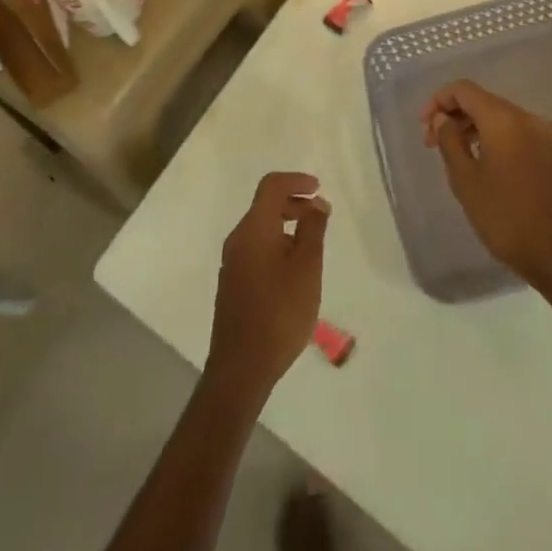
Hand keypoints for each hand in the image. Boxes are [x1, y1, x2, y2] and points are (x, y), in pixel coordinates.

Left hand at [205, 172, 329, 403]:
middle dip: (293, 203)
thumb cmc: (279, 313)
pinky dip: (276, 245)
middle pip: (265, 205)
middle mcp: (238, 239)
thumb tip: (316, 204)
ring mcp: (232, 263)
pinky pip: (256, 249)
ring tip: (311, 248)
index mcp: (254, 229)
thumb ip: (313, 230)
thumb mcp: (307, 268)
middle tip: (320, 216)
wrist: (240, 369)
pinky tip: (293, 272)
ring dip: (286, 226)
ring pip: (261, 229)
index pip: (271, 186)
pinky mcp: (232, 284)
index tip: (318, 189)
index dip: (296, 181)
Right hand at [423, 79, 551, 307]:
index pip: (464, 89)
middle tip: (432, 143)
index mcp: (504, 119)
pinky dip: (494, 139)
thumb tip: (442, 119)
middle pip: (483, 101)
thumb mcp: (466, 181)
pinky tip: (483, 163)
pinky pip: (516, 133)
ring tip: (455, 155)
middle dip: (455, 116)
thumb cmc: (506, 217)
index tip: (423, 126)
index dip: (438, 100)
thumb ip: (449, 141)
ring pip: (500, 118)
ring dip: (474, 128)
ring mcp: (544, 135)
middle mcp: (527, 117)